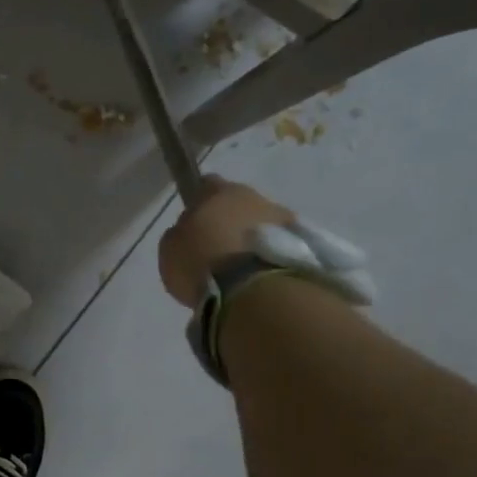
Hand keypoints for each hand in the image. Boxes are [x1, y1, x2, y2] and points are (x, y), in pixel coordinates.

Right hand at [159, 175, 295, 307]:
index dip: (199, 201)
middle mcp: (255, 197)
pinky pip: (279, 245)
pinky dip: (269, 255)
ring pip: (262, 223)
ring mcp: (284, 219)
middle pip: (239, 203)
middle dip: (229, 220)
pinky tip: (258, 275)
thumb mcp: (171, 249)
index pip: (206, 185)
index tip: (193, 221)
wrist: (254, 292)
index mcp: (219, 192)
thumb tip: (191, 231)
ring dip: (252, 238)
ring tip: (240, 266)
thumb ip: (180, 234)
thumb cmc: (203, 263)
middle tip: (217, 247)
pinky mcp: (305, 245)